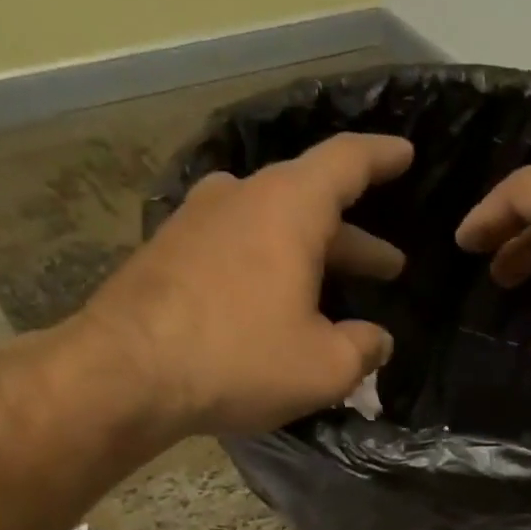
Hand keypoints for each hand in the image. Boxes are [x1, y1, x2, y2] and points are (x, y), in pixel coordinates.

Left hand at [76, 133, 412, 436]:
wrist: (124, 374)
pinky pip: (236, 249)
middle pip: (311, 203)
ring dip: (310, 255)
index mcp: (289, 207)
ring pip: (271, 227)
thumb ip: (364, 348)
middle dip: (355, 239)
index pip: (347, 162)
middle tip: (387, 267)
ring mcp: (197, 222)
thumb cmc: (240, 359)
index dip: (382, 157)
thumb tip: (376, 340)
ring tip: (333, 288)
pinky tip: (275, 304)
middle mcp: (241, 198)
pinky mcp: (168, 252)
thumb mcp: (326, 367)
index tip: (405, 155)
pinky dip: (268, 268)